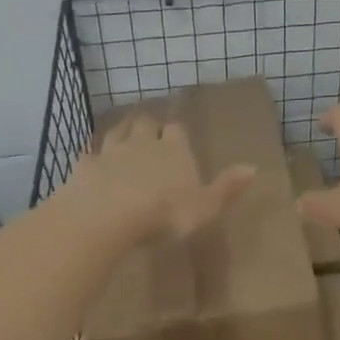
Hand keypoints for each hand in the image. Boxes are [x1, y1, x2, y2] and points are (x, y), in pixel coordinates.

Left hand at [66, 112, 254, 241]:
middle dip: (149, 126)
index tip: (177, 137)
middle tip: (150, 133)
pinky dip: (92, 156)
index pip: (177, 130)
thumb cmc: (164, 212)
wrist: (108, 215)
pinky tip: (91, 159)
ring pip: (117, 131)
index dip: (177, 132)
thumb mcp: (206, 206)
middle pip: (145, 123)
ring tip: (124, 136)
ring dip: (122, 132)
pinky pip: (89, 154)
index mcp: (174, 150)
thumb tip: (253, 168)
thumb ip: (227, 187)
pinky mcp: (86, 167)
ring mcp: (111, 152)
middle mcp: (143, 143)